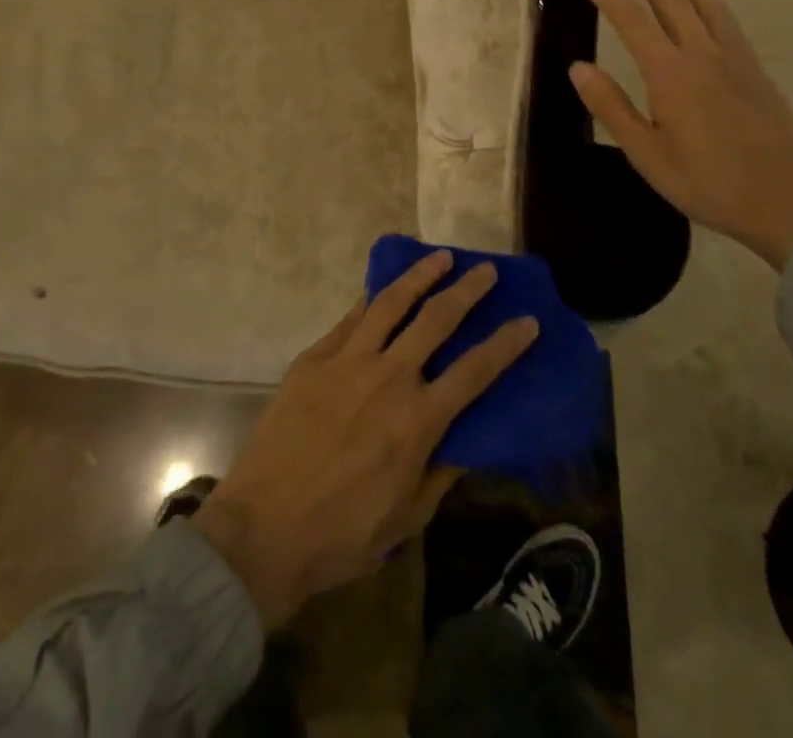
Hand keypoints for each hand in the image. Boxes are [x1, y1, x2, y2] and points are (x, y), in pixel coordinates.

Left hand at [193, 253, 537, 626]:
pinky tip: (382, 288)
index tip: (528, 320)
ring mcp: (348, 361)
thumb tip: (466, 440)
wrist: (264, 528)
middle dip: (467, 290)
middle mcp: (389, 377)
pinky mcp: (314, 358)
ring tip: (441, 258)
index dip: (506, 344)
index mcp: (418, 420)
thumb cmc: (342, 533)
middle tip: (486, 270)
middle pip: (437, 320)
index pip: (475, 371)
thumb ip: (440, 472)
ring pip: (392, 303)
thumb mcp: (407, 518)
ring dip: (420, 277)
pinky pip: (350, 319)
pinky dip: (371, 299)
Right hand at [571, 0, 792, 270]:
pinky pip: (730, 22)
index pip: (631, 21)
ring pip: (705, 6)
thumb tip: (578, 66)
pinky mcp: (755, 71)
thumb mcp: (647, 154)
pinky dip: (713, 2)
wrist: (788, 201)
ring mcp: (734, 60)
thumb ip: (612, 107)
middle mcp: (702, 55)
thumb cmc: (708, 183)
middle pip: (670, 2)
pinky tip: (710, 3)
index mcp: (670, 74)